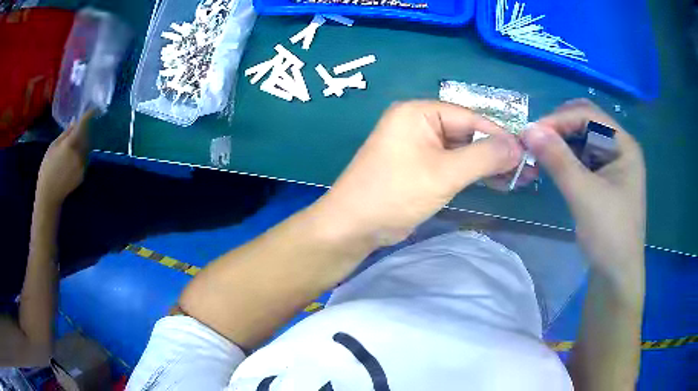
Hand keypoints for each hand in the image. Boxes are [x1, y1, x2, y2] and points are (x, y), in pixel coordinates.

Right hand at [36, 111, 93, 206]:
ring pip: (87, 147)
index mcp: (71, 144)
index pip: (83, 125)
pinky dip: (82, 153)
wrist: (50, 194)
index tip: (95, 108)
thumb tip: (75, 122)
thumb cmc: (47, 168)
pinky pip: (85, 158)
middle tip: (81, 126)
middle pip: (87, 136)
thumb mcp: (53, 147)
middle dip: (86, 129)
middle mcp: (80, 153)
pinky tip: (73, 157)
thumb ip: (65, 134)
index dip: (89, 115)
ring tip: (76, 142)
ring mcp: (83, 164)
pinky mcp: (84, 173)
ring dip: (84, 141)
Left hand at [315, 101, 521, 245]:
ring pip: (463, 151)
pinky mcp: (421, 167)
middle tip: (527, 169)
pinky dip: (474, 174)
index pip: (470, 117)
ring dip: (489, 165)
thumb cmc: (395, 193)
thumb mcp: (444, 173)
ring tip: (519, 178)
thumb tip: (517, 146)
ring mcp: (419, 147)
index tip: (526, 152)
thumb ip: (484, 157)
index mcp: (419, 113)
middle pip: (468, 133)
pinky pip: (453, 165)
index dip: (500, 134)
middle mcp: (419, 124)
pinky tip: (497, 182)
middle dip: (497, 152)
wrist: (354, 226)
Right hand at [522, 99, 645, 280]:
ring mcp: (613, 165)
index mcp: (623, 145)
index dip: (559, 118)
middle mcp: (619, 148)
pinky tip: (554, 167)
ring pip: (583, 140)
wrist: (616, 277)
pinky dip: (566, 159)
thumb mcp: (583, 195)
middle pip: (586, 123)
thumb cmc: (609, 234)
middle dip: (559, 128)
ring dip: (561, 143)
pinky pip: (583, 159)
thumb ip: (558, 159)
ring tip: (539, 155)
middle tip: (535, 142)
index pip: (588, 114)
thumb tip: (528, 129)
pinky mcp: (605, 181)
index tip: (532, 133)